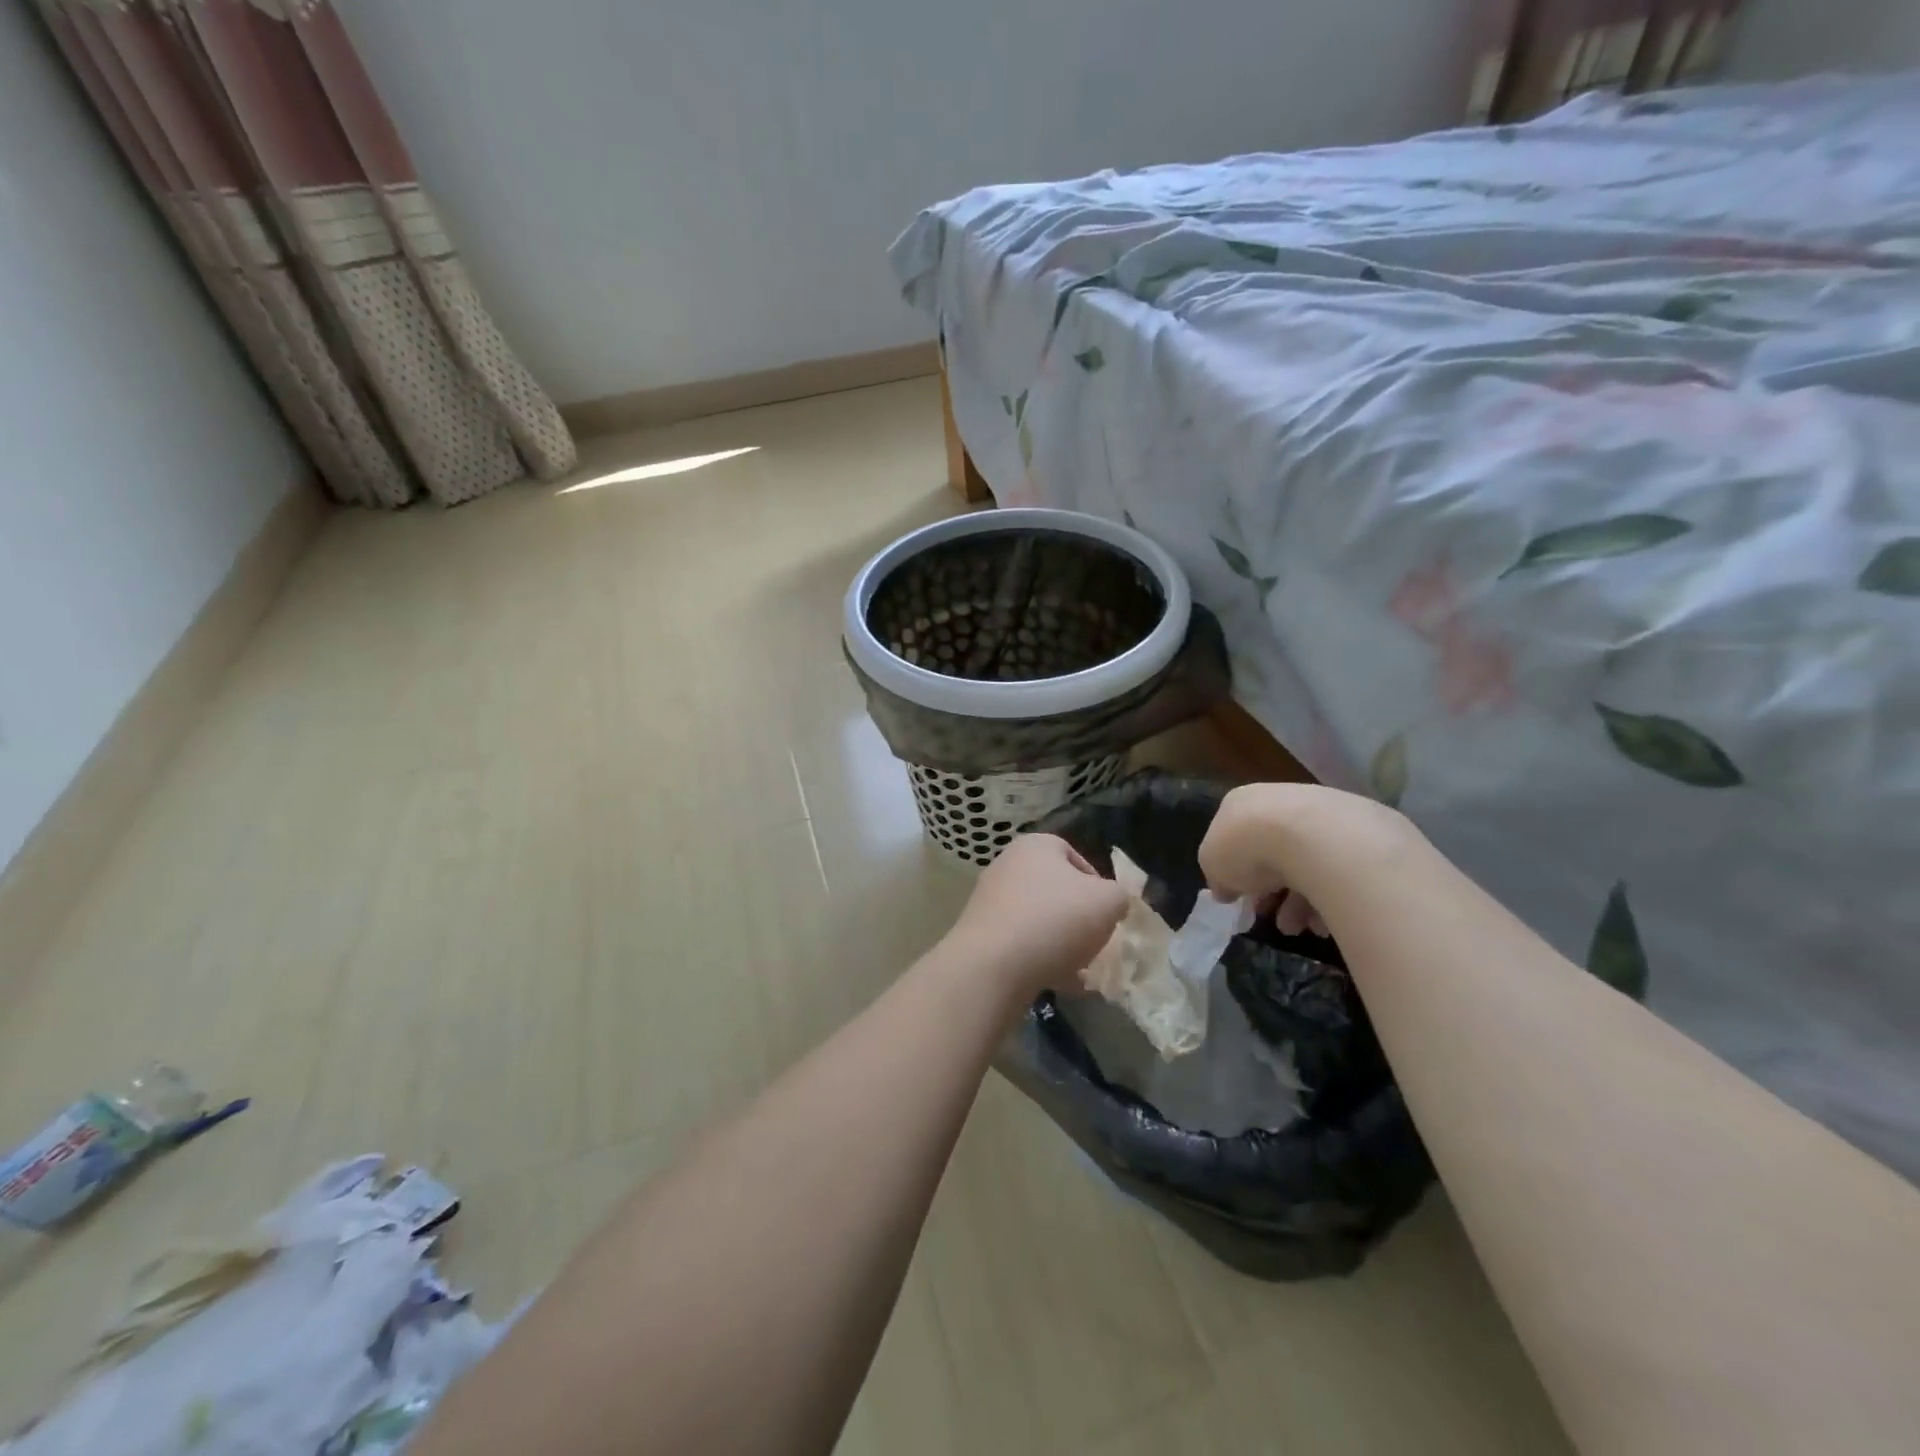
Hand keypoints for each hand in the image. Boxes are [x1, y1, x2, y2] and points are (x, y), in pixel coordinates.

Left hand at [941, 834, 1128, 1002]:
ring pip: (1038, 919)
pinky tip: (1060, 984)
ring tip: (1081, 969)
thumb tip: (1112, 901)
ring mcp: (990, 900)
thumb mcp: (1109, 902)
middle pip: (1054, 889)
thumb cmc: (1056, 919)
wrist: (994, 964)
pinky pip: (1020, 944)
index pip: (1074, 856)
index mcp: (1036, 846)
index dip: (1097, 884)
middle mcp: (1008, 865)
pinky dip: (1040, 960)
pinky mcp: (981, 934)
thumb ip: (1119, 896)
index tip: (1108, 912)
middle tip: (1095, 941)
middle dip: (1078, 916)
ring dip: (1061, 942)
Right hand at [1199, 783, 1410, 938]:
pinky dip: (1328, 898)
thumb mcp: (1212, 864)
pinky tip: (1323, 921)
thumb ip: (1217, 876)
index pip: (1234, 837)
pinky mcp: (1357, 831)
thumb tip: (1227, 889)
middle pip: (1272, 852)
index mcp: (1241, 803)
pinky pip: (1336, 871)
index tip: (1241, 899)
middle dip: (1271, 891)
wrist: (1315, 837)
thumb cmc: (1250, 846)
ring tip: (1299, 928)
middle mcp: (1280, 800)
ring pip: (1306, 864)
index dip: (1235, 871)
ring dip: (1298, 902)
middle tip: (1271, 917)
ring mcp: (1320, 813)